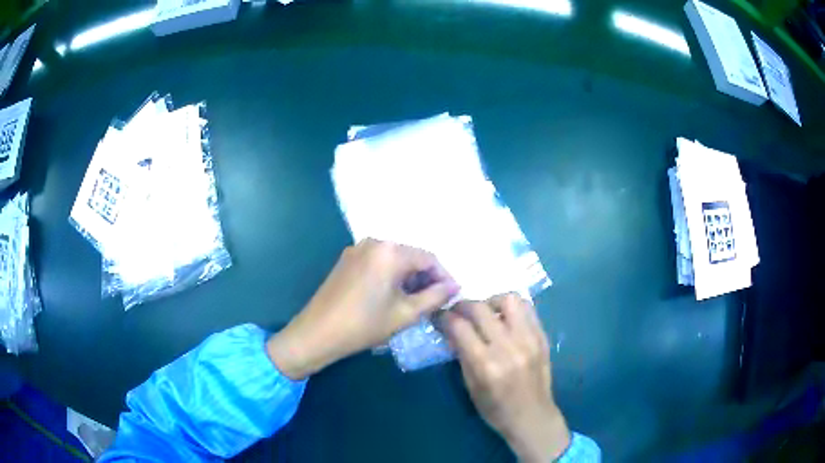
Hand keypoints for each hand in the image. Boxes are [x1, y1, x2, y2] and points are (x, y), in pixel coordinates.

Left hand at [267, 238, 458, 379]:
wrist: (317, 333)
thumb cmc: (364, 325)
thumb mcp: (405, 313)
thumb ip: (435, 297)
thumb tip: (455, 286)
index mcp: (390, 251)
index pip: (429, 258)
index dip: (444, 277)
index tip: (452, 296)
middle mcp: (374, 242)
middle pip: (410, 256)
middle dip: (426, 277)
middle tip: (435, 301)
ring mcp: (357, 249)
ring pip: (394, 259)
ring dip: (408, 277)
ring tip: (416, 301)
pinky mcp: (347, 260)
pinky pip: (378, 262)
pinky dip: (390, 276)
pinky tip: (392, 296)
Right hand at [441, 294, 570, 462]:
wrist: (532, 417)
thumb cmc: (495, 409)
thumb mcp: (471, 386)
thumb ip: (462, 355)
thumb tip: (451, 329)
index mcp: (486, 365)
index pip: (460, 327)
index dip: (444, 317)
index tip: (438, 315)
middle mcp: (508, 347)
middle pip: (480, 308)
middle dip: (463, 305)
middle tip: (458, 312)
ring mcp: (529, 339)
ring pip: (509, 299)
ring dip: (491, 301)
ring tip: (486, 312)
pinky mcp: (542, 337)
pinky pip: (528, 309)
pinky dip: (512, 308)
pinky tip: (505, 318)